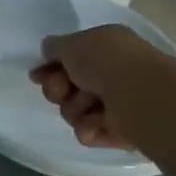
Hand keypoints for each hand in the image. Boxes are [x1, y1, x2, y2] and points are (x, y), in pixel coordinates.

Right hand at [31, 24, 162, 149]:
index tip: (37, 75)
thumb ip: (55, 46)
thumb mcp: (73, 43)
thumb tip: (48, 50)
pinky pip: (87, 132)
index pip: (69, 60)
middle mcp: (110, 75)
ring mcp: (115, 104)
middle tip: (63, 89)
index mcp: (105, 49)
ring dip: (75, 108)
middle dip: (57, 89)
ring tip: (90, 104)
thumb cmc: (105, 61)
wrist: (138, 94)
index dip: (49, 68)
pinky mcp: (118, 131)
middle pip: (66, 88)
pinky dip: (89, 127)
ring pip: (73, 112)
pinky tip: (98, 122)